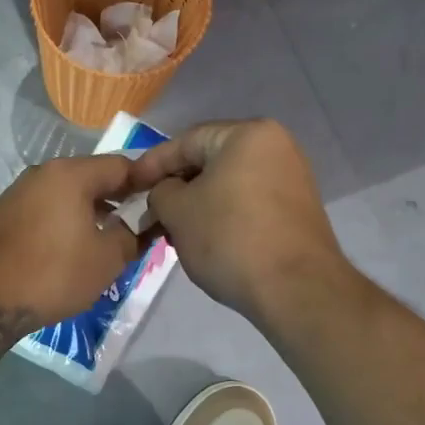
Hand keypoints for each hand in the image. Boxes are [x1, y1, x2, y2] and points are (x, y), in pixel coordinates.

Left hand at [0, 156, 142, 327]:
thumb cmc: (54, 272)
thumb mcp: (108, 258)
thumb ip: (133, 234)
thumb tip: (143, 225)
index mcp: (71, 174)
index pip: (122, 166)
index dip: (147, 184)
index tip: (162, 205)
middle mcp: (43, 173)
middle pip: (92, 178)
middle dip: (118, 200)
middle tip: (138, 227)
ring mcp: (18, 193)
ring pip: (67, 196)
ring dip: (91, 213)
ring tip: (107, 242)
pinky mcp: (2, 216)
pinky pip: (46, 211)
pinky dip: (65, 223)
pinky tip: (71, 250)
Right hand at [127, 119, 346, 324]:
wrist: (295, 289)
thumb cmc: (230, 238)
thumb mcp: (177, 211)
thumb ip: (160, 192)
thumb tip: (166, 193)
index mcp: (247, 134)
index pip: (186, 141)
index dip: (151, 164)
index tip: (128, 186)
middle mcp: (275, 146)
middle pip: (209, 160)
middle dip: (175, 185)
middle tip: (149, 209)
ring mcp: (291, 178)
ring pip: (228, 183)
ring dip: (197, 203)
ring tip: (172, 228)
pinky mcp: (296, 209)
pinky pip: (248, 202)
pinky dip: (222, 214)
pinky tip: (204, 238)